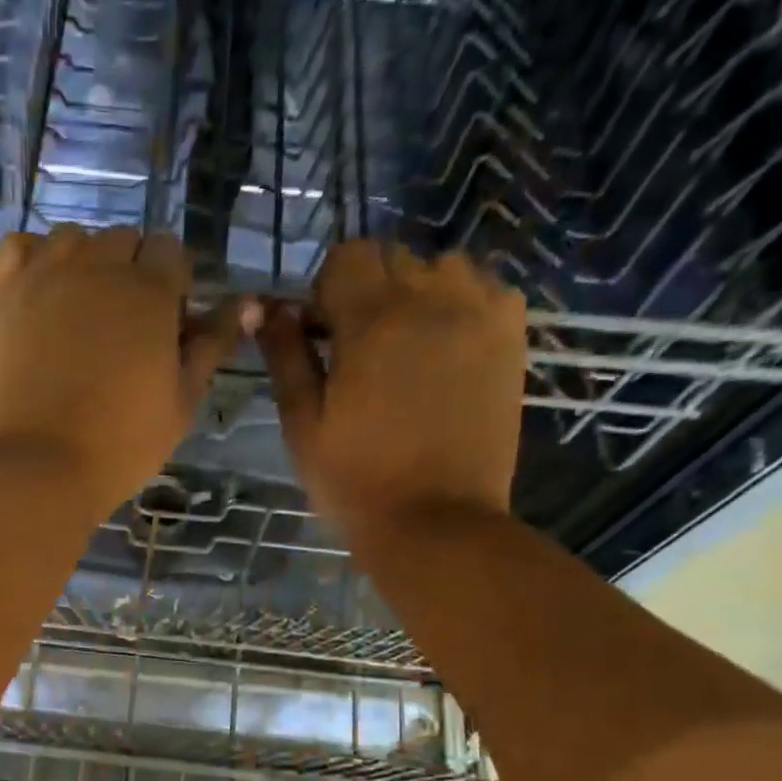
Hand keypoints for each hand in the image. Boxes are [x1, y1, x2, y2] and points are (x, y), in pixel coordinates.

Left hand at [0, 224, 247, 510]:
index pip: (171, 251)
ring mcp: (40, 274)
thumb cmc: (118, 445)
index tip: (165, 325)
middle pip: (123, 241)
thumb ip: (211, 346)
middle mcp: (95, 265)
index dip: (173, 284)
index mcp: (148, 291)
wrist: (34, 468)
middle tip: (122, 329)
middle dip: (131, 273)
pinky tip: (37, 295)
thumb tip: (245, 303)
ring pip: (71, 239)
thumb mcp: (181, 403)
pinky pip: (17, 248)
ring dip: (83, 264)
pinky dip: (33, 261)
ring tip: (77, 315)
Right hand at [256, 244, 525, 528]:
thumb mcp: (302, 425)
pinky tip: (447, 350)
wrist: (436, 523)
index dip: (325, 292)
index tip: (321, 337)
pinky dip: (461, 305)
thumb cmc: (355, 481)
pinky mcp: (511, 338)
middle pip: (392, 258)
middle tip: (359, 351)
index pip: (346, 257)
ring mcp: (481, 314)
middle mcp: (433, 299)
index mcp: (374, 321)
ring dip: (417, 293)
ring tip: (407, 347)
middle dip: (367, 292)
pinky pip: (485, 290)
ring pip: (442, 267)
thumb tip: (269, 308)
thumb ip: (285, 357)